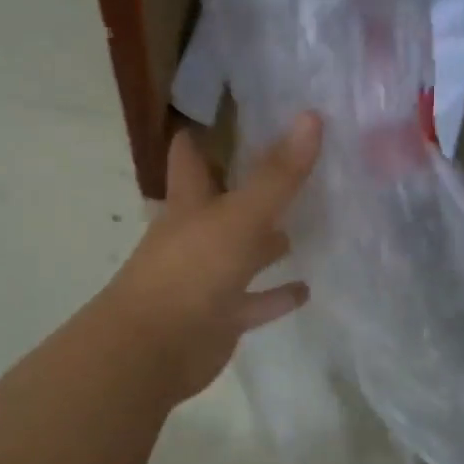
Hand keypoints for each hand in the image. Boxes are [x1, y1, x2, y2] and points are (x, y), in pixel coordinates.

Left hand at [101, 113, 321, 404]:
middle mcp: (196, 234)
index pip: (189, 156)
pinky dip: (277, 295)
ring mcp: (208, 277)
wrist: (153, 350)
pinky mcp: (222, 315)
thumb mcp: (239, 216)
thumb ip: (276, 174)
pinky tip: (306, 288)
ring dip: (270, 241)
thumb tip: (310, 117)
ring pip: (243, 251)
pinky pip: (256, 301)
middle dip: (249, 184)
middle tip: (292, 162)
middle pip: (222, 202)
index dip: (200, 134)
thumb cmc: (191, 271)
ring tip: (310, 221)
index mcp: (189, 203)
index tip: (226, 114)